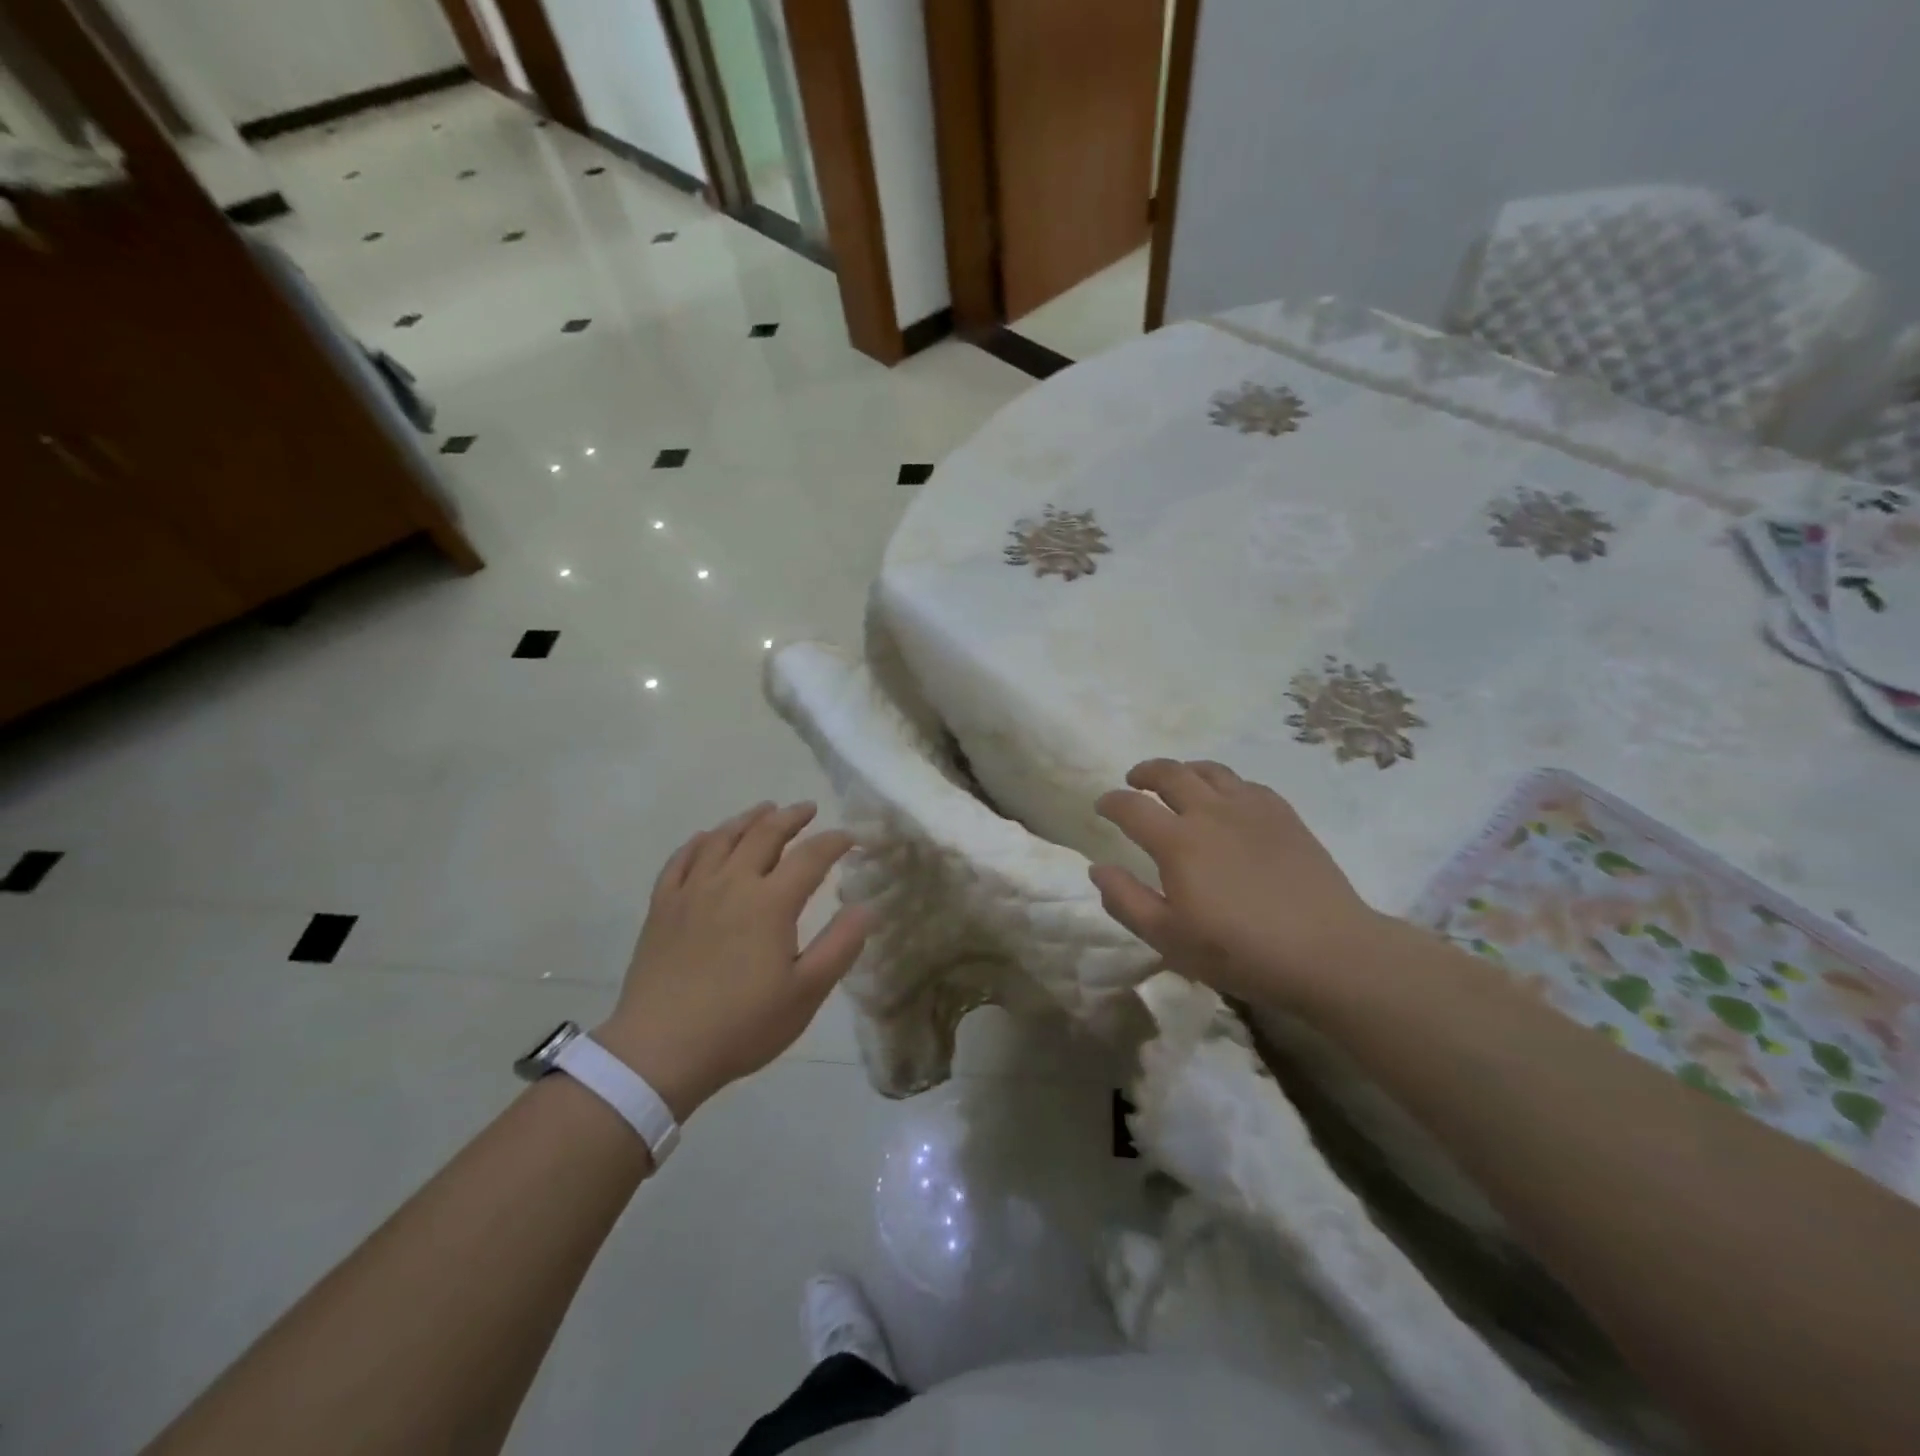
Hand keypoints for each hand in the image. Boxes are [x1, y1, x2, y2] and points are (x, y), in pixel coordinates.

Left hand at [595, 802, 871, 1120]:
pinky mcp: (662, 907)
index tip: (850, 837)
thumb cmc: (742, 1025)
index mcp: (771, 903)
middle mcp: (732, 884)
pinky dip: (698, 842)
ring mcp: (692, 892)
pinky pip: (680, 860)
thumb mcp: (805, 993)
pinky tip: (705, 839)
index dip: (834, 842)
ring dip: (747, 820)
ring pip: (722, 839)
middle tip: (807, 809)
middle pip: (764, 835)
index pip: (810, 857)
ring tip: (763, 811)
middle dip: (791, 817)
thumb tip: (867, 907)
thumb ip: (840, 946)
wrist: (660, 1050)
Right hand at [1089, 759, 1382, 1008]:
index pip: (1132, 806)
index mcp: (1177, 841)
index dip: (1111, 801)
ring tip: (1178, 782)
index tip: (1102, 805)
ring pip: (1210, 771)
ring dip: (1184, 770)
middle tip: (1135, 780)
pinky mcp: (1284, 815)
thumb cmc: (1239, 952)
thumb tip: (1098, 869)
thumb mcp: (1169, 938)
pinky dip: (1224, 784)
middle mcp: (1210, 812)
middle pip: (1170, 773)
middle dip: (1145, 772)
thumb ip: (1126, 900)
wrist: (1327, 952)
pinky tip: (1227, 800)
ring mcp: (1251, 809)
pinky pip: (1246, 783)